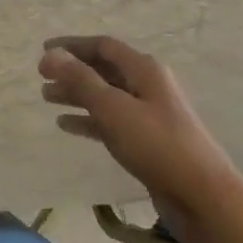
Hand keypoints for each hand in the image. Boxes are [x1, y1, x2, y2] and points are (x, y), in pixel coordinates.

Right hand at [39, 35, 242, 242]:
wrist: (201, 196)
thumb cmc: (157, 145)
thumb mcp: (114, 109)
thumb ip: (81, 81)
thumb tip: (51, 54)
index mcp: (144, 70)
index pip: (103, 46)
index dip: (71, 46)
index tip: (42, 51)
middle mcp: (147, 86)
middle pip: (104, 69)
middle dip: (72, 71)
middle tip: (41, 77)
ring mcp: (148, 114)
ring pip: (105, 96)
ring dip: (76, 94)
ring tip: (47, 98)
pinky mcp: (147, 141)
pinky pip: (111, 122)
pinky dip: (88, 120)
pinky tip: (66, 125)